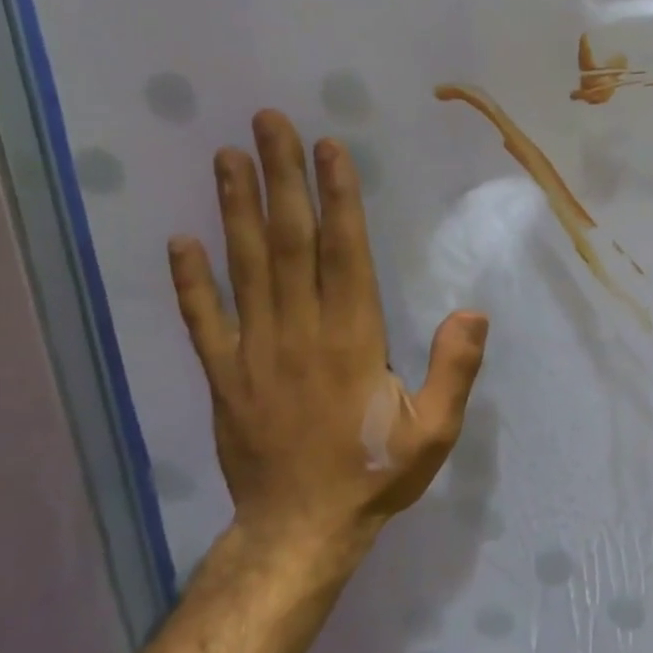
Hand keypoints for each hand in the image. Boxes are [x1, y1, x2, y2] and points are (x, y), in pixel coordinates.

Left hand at [168, 110, 487, 555]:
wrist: (300, 530)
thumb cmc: (375, 474)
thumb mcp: (436, 431)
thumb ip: (454, 370)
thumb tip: (473, 311)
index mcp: (352, 340)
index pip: (343, 254)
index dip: (337, 198)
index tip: (329, 150)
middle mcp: (298, 333)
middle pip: (287, 243)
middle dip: (281, 179)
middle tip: (268, 122)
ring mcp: (252, 353)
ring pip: (242, 268)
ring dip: (233, 209)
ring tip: (228, 157)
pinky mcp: (223, 376)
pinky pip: (203, 320)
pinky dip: (190, 280)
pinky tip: (180, 240)